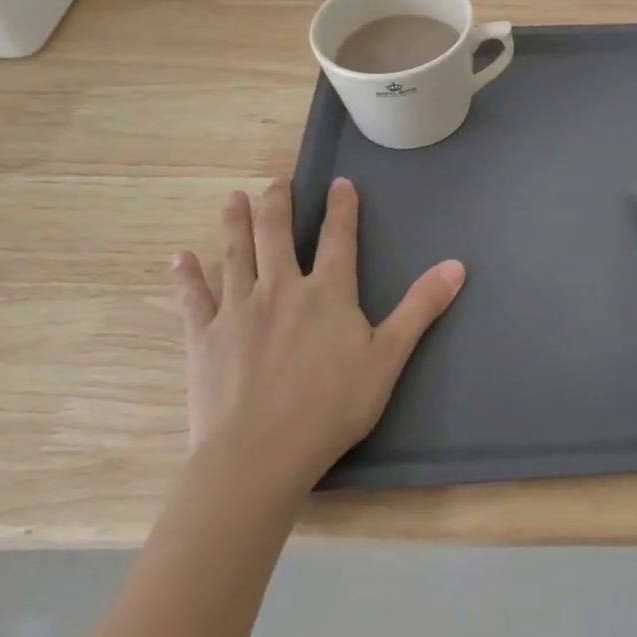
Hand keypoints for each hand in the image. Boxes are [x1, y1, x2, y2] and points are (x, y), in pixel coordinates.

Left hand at [170, 176, 464, 492]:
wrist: (259, 454)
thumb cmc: (332, 406)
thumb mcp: (389, 357)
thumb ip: (420, 307)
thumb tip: (457, 265)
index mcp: (328, 292)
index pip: (339, 237)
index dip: (342, 207)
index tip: (339, 182)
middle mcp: (281, 288)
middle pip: (276, 233)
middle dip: (277, 203)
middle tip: (276, 182)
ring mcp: (238, 310)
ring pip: (236, 253)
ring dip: (235, 222)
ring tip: (232, 197)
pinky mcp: (203, 337)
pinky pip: (192, 298)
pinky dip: (186, 276)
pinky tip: (179, 258)